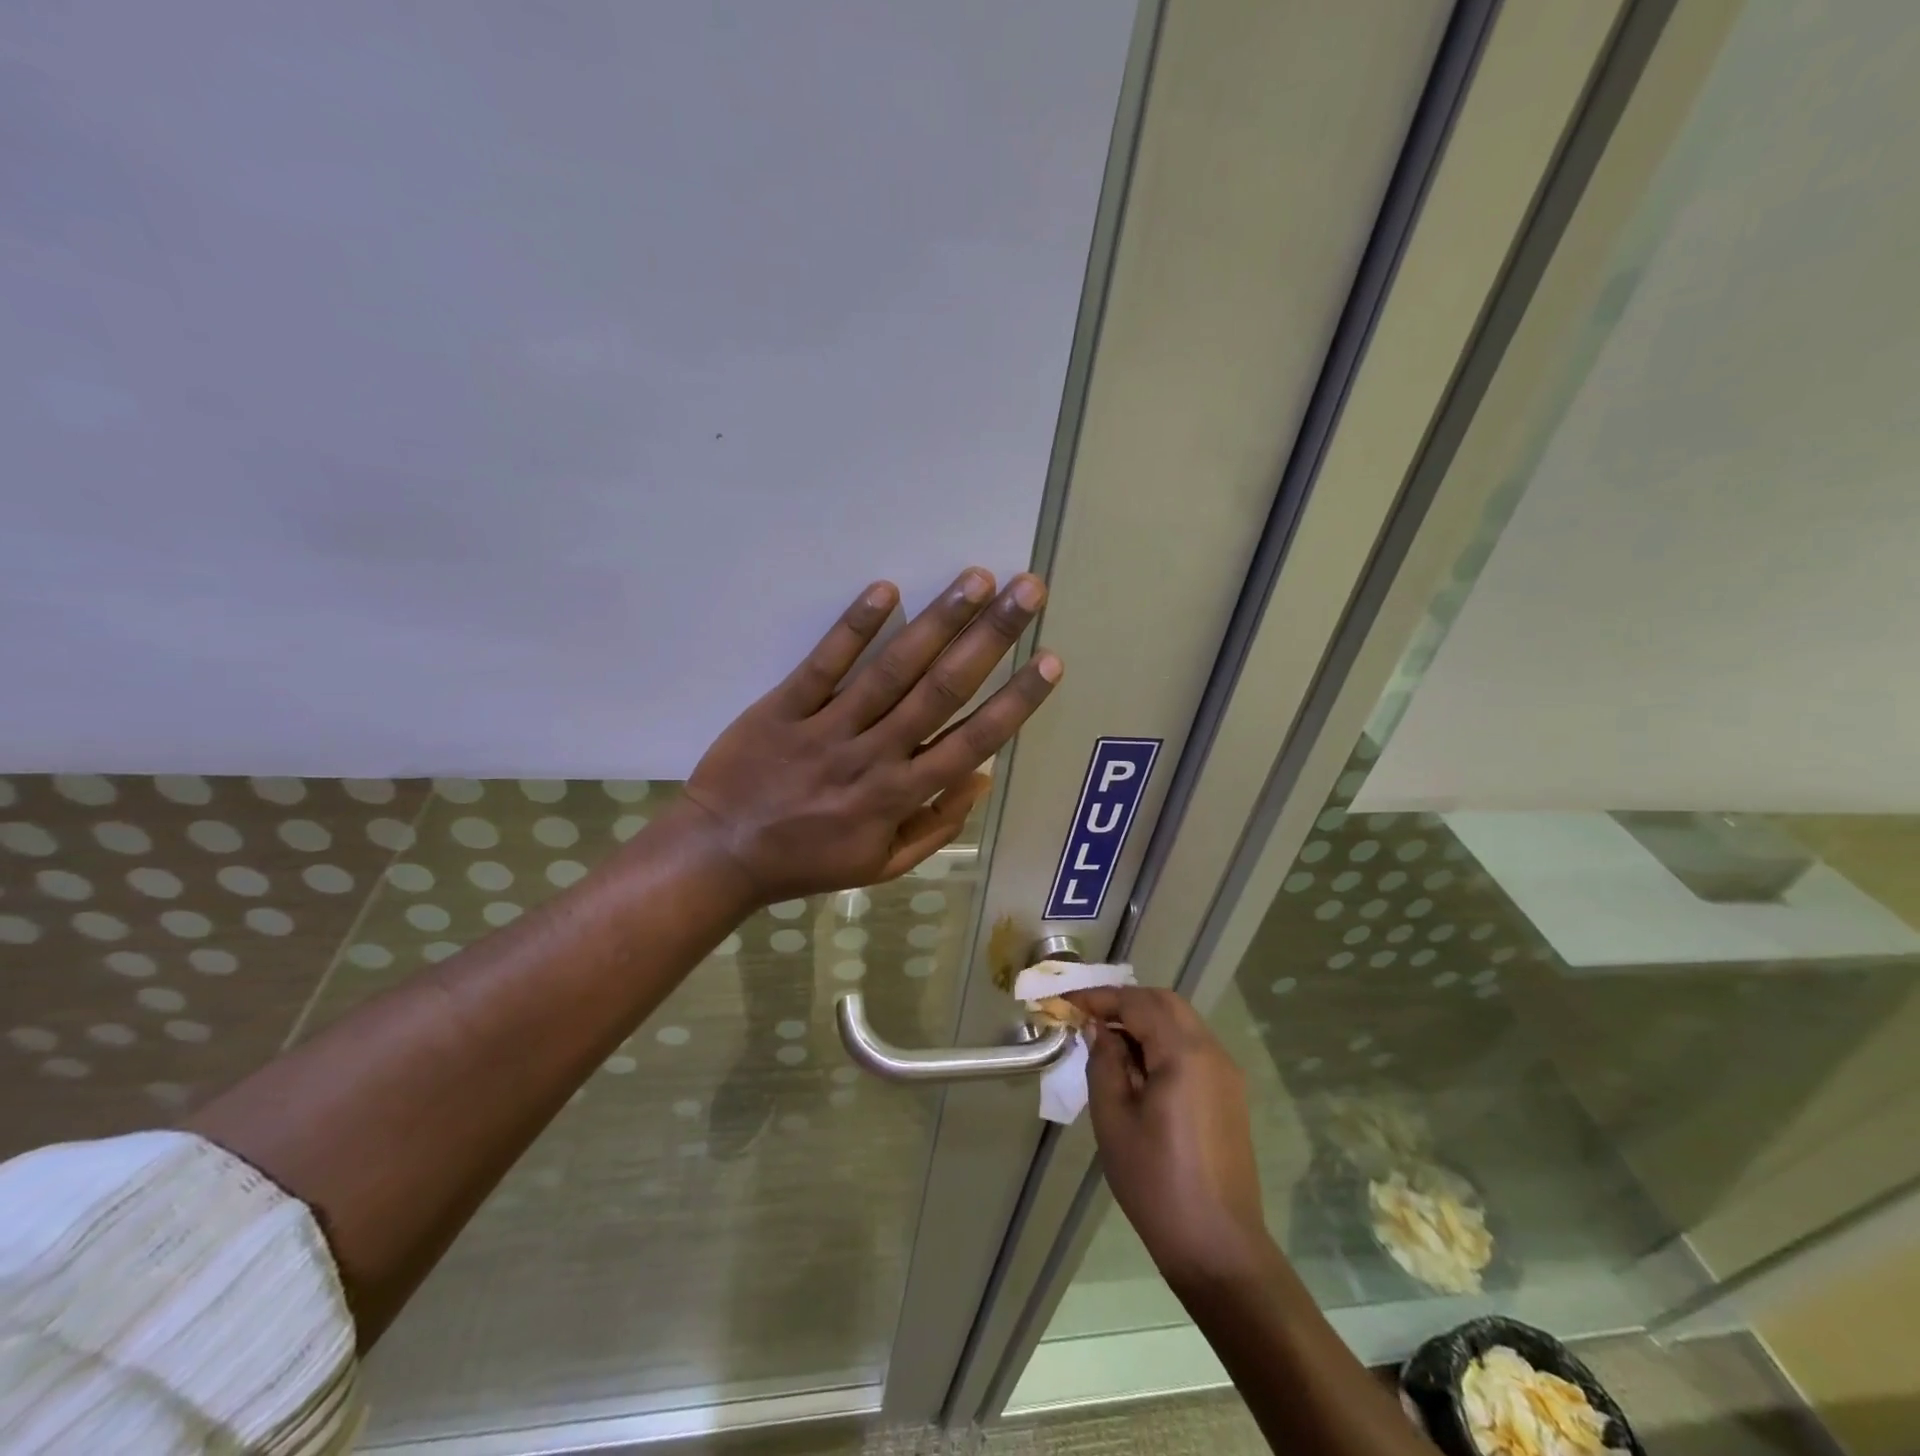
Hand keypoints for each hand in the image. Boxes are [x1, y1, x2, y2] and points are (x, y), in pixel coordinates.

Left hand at [677, 568, 1060, 905]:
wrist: (721, 855)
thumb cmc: (808, 862)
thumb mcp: (883, 866)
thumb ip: (938, 827)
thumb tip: (983, 777)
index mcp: (900, 796)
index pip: (972, 741)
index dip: (1016, 700)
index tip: (1051, 661)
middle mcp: (873, 755)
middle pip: (942, 690)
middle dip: (991, 637)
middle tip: (1027, 591)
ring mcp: (827, 728)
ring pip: (891, 670)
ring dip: (938, 621)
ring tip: (976, 579)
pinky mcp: (783, 707)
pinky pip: (824, 664)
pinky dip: (855, 627)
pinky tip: (886, 589)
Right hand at [1069, 986, 1274, 1289]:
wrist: (1218, 1248)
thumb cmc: (1156, 1183)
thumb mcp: (1113, 1119)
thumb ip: (1104, 1063)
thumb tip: (1099, 1030)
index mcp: (1184, 1054)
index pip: (1137, 1003)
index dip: (1099, 997)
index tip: (1066, 1001)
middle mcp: (1211, 1052)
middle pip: (1165, 1003)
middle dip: (1124, 1002)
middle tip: (1087, 1015)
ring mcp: (1225, 1072)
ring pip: (1180, 1022)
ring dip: (1143, 1019)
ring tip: (1106, 1039)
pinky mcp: (1228, 1094)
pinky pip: (1191, 1046)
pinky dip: (1161, 1040)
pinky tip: (1136, 1066)